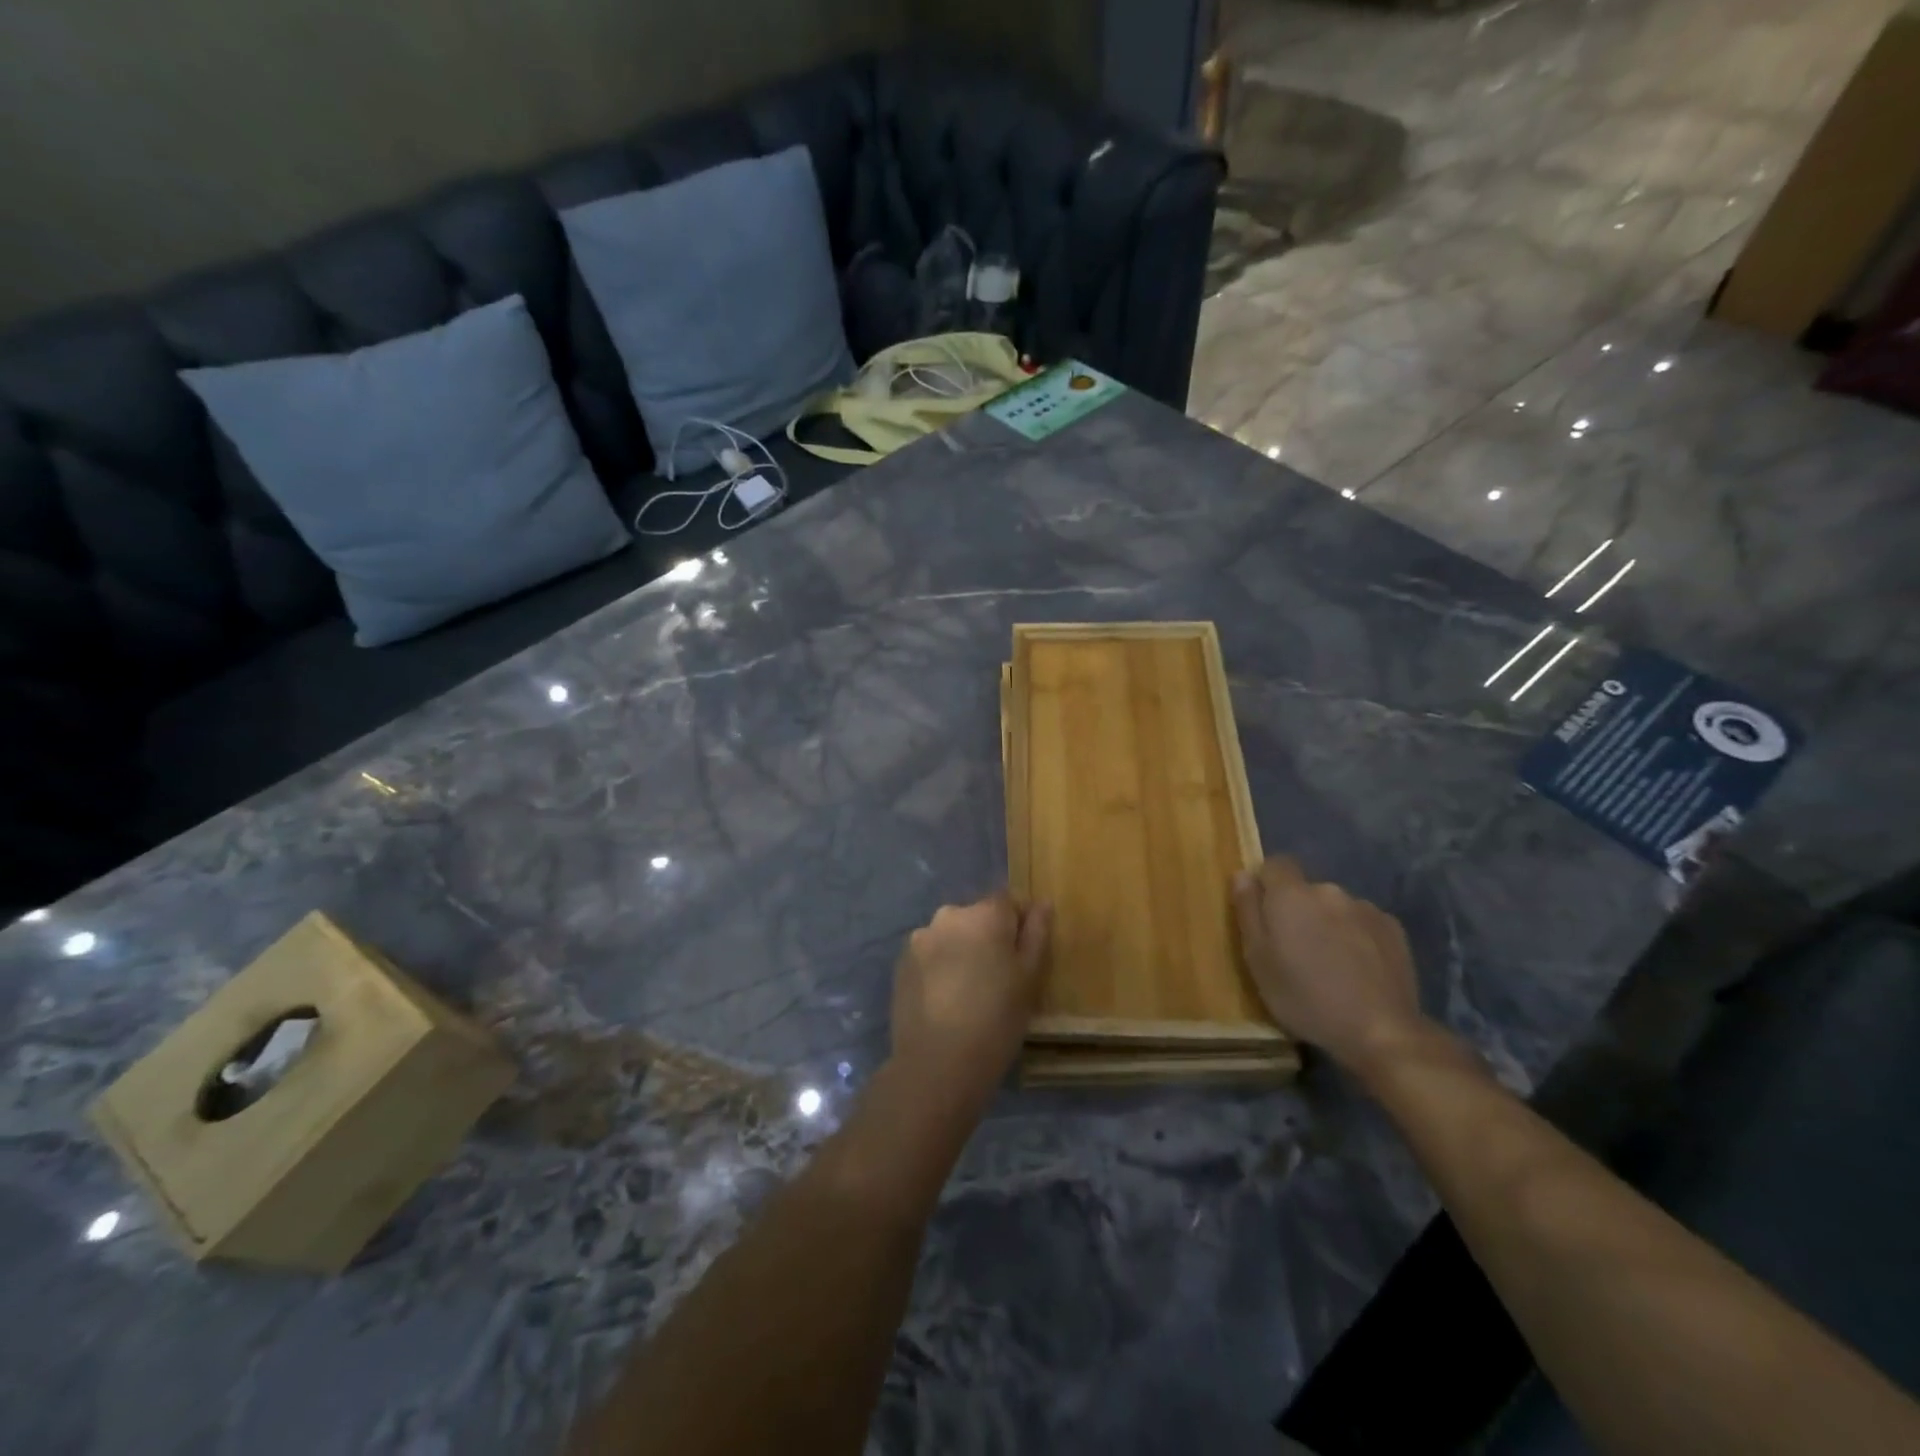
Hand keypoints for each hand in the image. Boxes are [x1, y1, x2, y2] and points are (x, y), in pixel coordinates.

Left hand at [890, 892, 1051, 1111]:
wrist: (937, 1063)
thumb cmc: (997, 1019)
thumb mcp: (1030, 978)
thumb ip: (1037, 933)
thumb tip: (1041, 903)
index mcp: (985, 914)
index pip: (1009, 901)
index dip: (1019, 925)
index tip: (1024, 957)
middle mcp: (950, 915)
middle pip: (977, 916)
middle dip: (988, 937)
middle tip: (998, 978)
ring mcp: (921, 938)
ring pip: (951, 935)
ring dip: (962, 951)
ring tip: (969, 992)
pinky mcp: (901, 962)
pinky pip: (930, 954)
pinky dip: (939, 967)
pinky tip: (945, 999)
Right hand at [1232, 857, 1433, 1076]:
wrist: (1381, 1031)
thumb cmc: (1305, 997)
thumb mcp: (1258, 959)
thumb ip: (1248, 911)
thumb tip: (1242, 874)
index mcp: (1291, 895)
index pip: (1275, 864)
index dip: (1267, 885)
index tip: (1265, 917)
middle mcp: (1329, 891)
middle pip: (1305, 889)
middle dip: (1298, 911)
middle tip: (1295, 951)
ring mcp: (1365, 908)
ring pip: (1334, 907)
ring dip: (1328, 924)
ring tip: (1331, 965)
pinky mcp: (1394, 929)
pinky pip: (1362, 923)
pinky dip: (1356, 937)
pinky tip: (1358, 970)